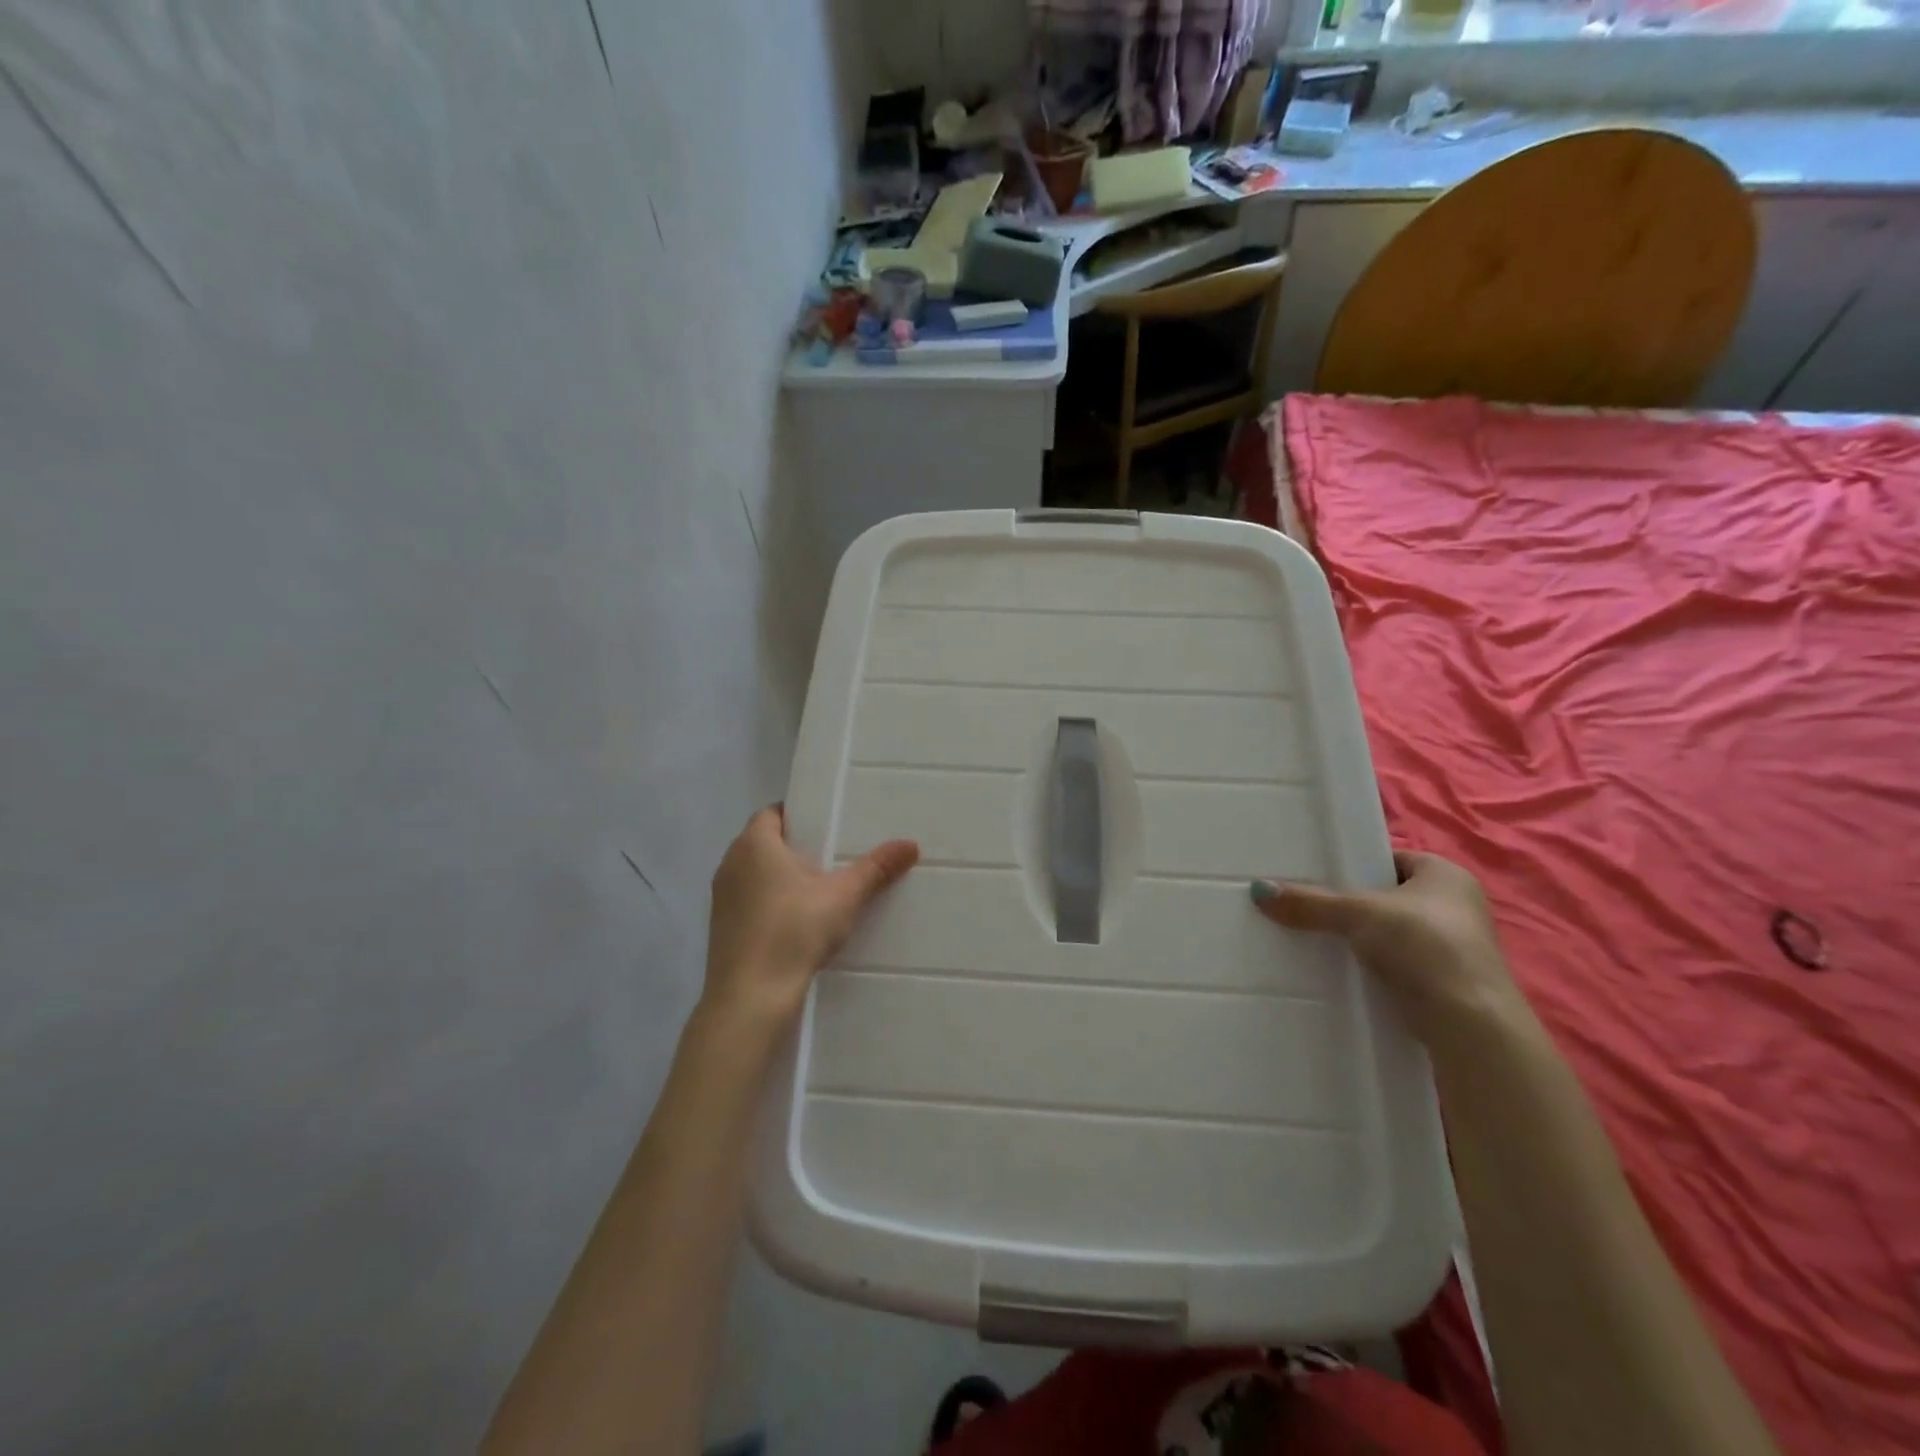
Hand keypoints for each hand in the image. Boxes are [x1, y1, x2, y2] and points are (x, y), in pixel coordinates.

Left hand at [702, 805, 917, 1026]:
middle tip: (832, 855)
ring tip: (819, 889)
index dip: (799, 815)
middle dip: (795, 847)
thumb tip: (911, 844)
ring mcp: (721, 898)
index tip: (827, 825)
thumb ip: (876, 868)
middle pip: (764, 842)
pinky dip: (770, 903)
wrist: (750, 998)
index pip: (772, 813)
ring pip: (755, 874)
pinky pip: (749, 901)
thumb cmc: (794, 931)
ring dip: (781, 877)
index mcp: (754, 844)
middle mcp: (730, 863)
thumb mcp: (844, 896)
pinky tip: (797, 922)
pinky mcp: (721, 928)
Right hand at [1251, 851, 1532, 1051]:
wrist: (1469, 1024)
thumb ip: (1309, 902)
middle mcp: (1455, 906)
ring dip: (1358, 939)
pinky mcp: (1444, 983)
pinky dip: (1370, 966)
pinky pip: (1394, 964)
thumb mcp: (1357, 913)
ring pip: (1388, 933)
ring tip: (1312, 939)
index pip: (1388, 859)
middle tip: (1305, 906)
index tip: (1314, 876)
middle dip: (1349, 905)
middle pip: (1385, 897)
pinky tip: (1339, 971)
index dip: (1352, 866)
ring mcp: (1453, 947)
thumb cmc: (1423, 946)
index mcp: (1446, 874)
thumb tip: (1258, 890)